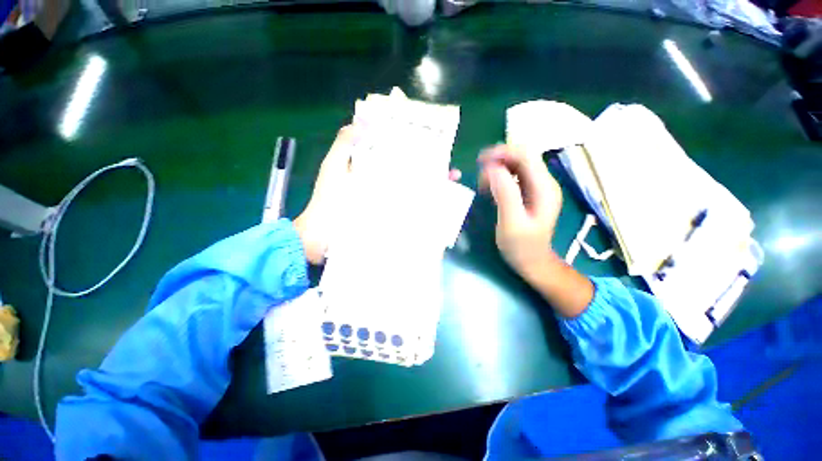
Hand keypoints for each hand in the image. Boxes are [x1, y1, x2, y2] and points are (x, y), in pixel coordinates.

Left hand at [295, 125, 462, 264]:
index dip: (410, 142)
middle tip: (448, 163)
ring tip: (452, 179)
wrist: (325, 236)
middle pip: (410, 169)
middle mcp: (383, 181)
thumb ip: (344, 145)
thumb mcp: (334, 168)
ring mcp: (388, 199)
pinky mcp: (391, 215)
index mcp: (370, 166)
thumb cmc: (328, 200)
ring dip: (433, 184)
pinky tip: (442, 202)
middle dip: (430, 165)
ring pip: (414, 187)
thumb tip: (362, 121)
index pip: (394, 149)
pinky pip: (411, 207)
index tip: (428, 137)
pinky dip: (426, 204)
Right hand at [478, 144, 562, 281]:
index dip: (503, 152)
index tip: (480, 161)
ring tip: (482, 186)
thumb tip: (492, 168)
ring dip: (497, 169)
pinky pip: (514, 176)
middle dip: (498, 160)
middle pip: (522, 157)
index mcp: (544, 188)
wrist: (533, 262)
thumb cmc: (521, 247)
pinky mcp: (530, 193)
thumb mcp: (511, 223)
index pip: (526, 155)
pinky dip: (499, 178)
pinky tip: (490, 190)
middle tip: (479, 175)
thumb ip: (504, 194)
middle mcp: (544, 183)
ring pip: (517, 165)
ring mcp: (538, 187)